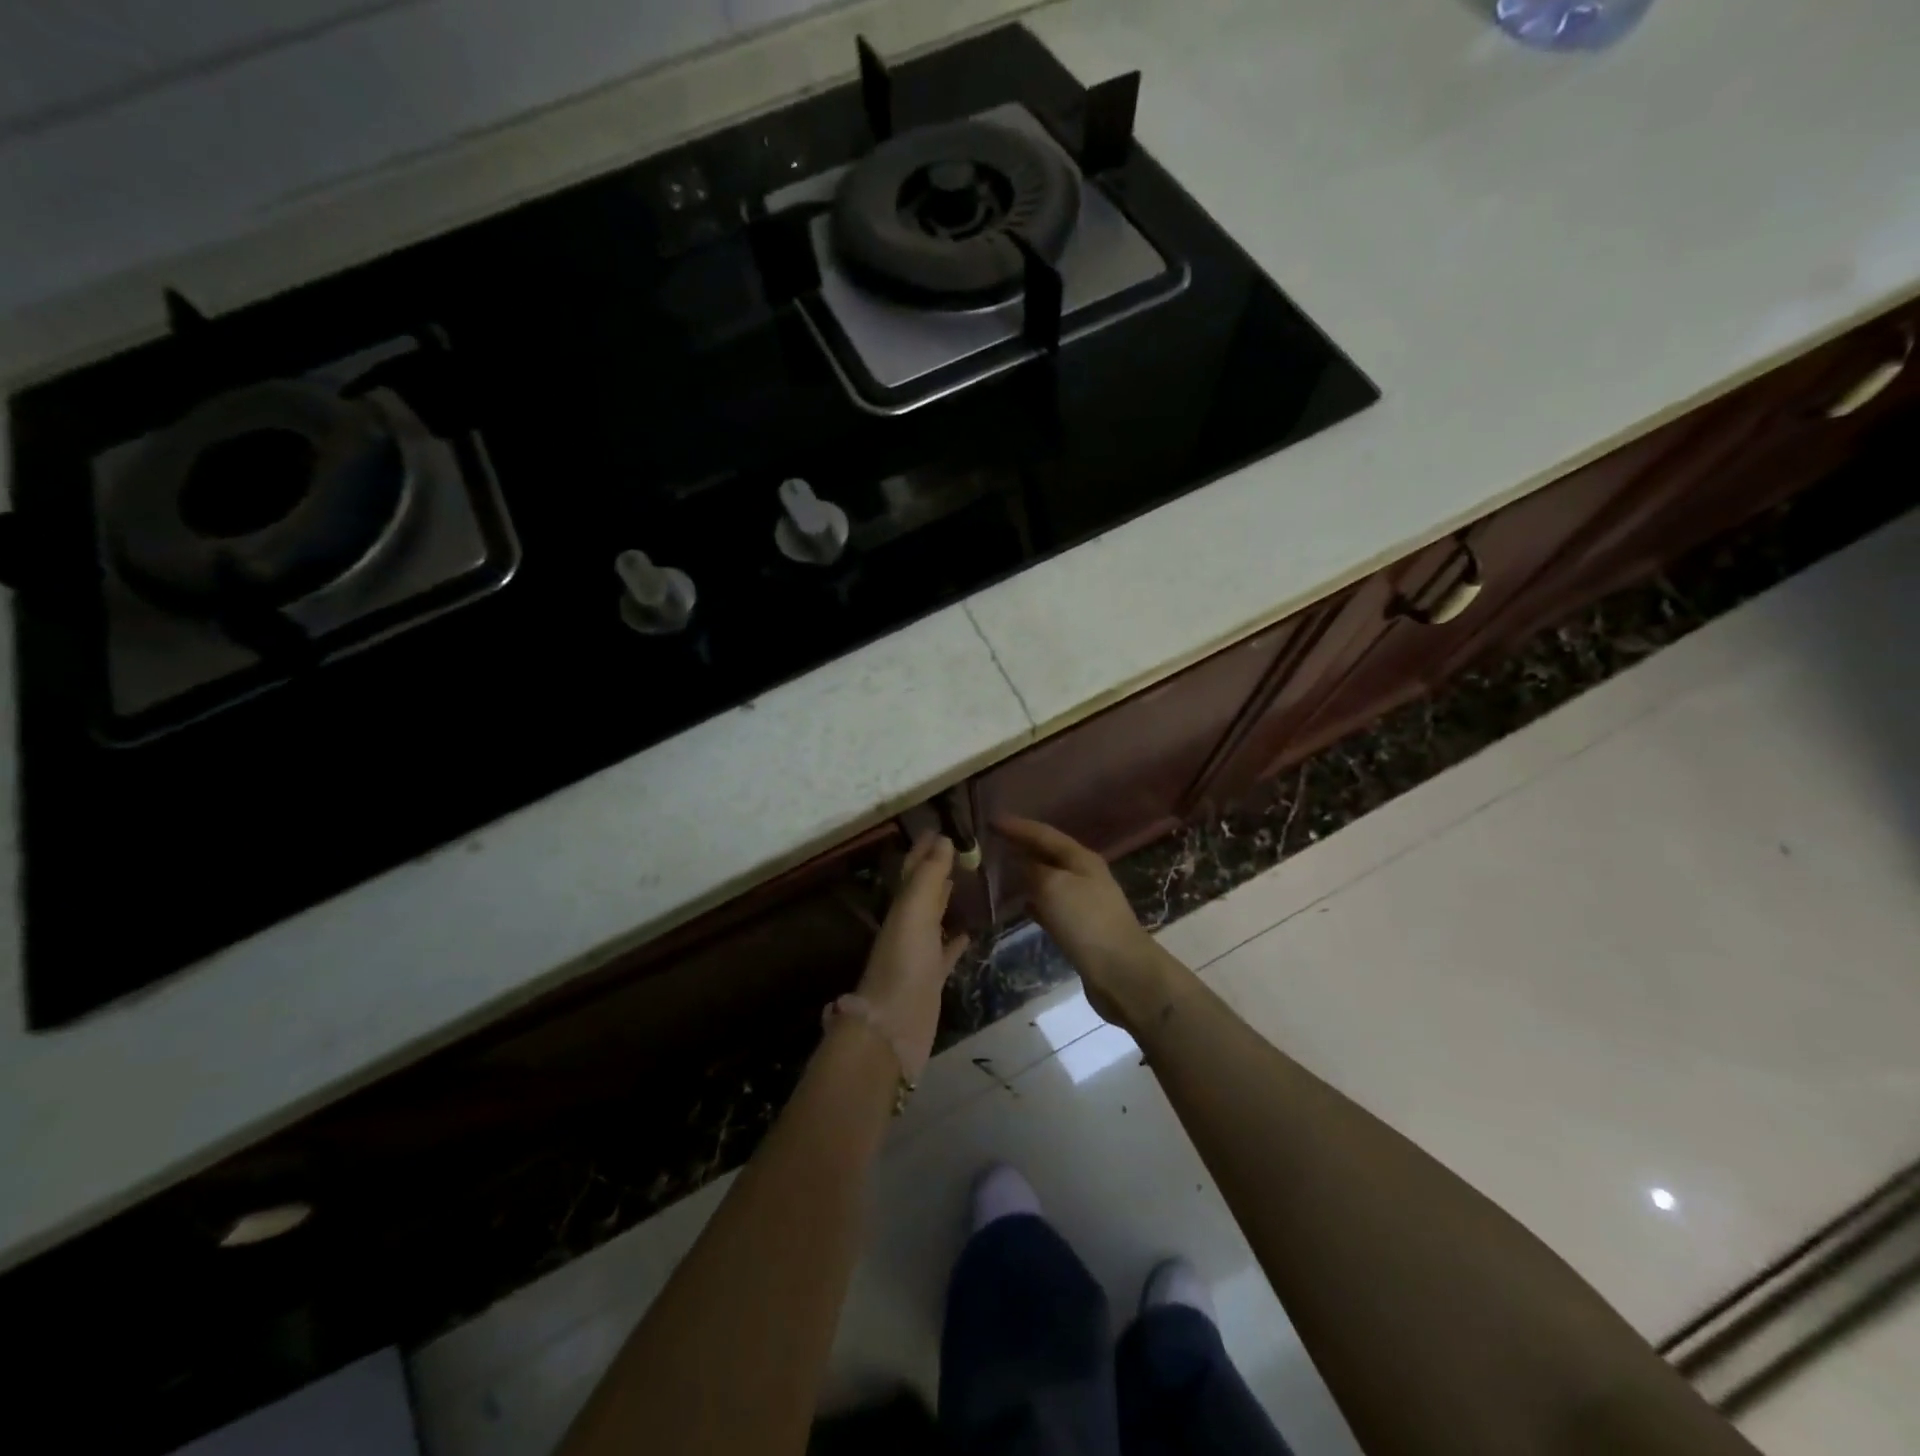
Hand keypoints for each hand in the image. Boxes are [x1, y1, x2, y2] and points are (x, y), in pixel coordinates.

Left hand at [854, 833, 969, 1069]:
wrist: (892, 1027)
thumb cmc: (904, 964)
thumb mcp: (914, 912)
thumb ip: (929, 877)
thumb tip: (943, 839)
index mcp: (902, 907)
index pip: (914, 869)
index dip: (925, 848)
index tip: (944, 826)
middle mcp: (908, 926)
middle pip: (924, 889)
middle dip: (937, 867)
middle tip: (961, 847)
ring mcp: (919, 953)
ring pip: (934, 917)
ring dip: (946, 899)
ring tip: (966, 880)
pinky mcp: (931, 978)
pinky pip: (946, 951)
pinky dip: (956, 938)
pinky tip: (969, 932)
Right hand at [994, 817, 1182, 1030]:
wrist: (1121, 972)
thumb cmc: (1087, 921)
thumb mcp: (1053, 886)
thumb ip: (1033, 870)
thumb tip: (1019, 864)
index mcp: (1080, 858)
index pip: (1043, 833)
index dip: (1017, 826)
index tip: (990, 820)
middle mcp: (1083, 874)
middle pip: (1047, 853)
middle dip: (1021, 846)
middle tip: (991, 841)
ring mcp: (1083, 902)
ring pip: (1047, 879)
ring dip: (1025, 873)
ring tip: (998, 870)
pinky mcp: (1079, 928)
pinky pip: (1049, 905)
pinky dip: (1032, 899)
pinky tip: (1018, 904)